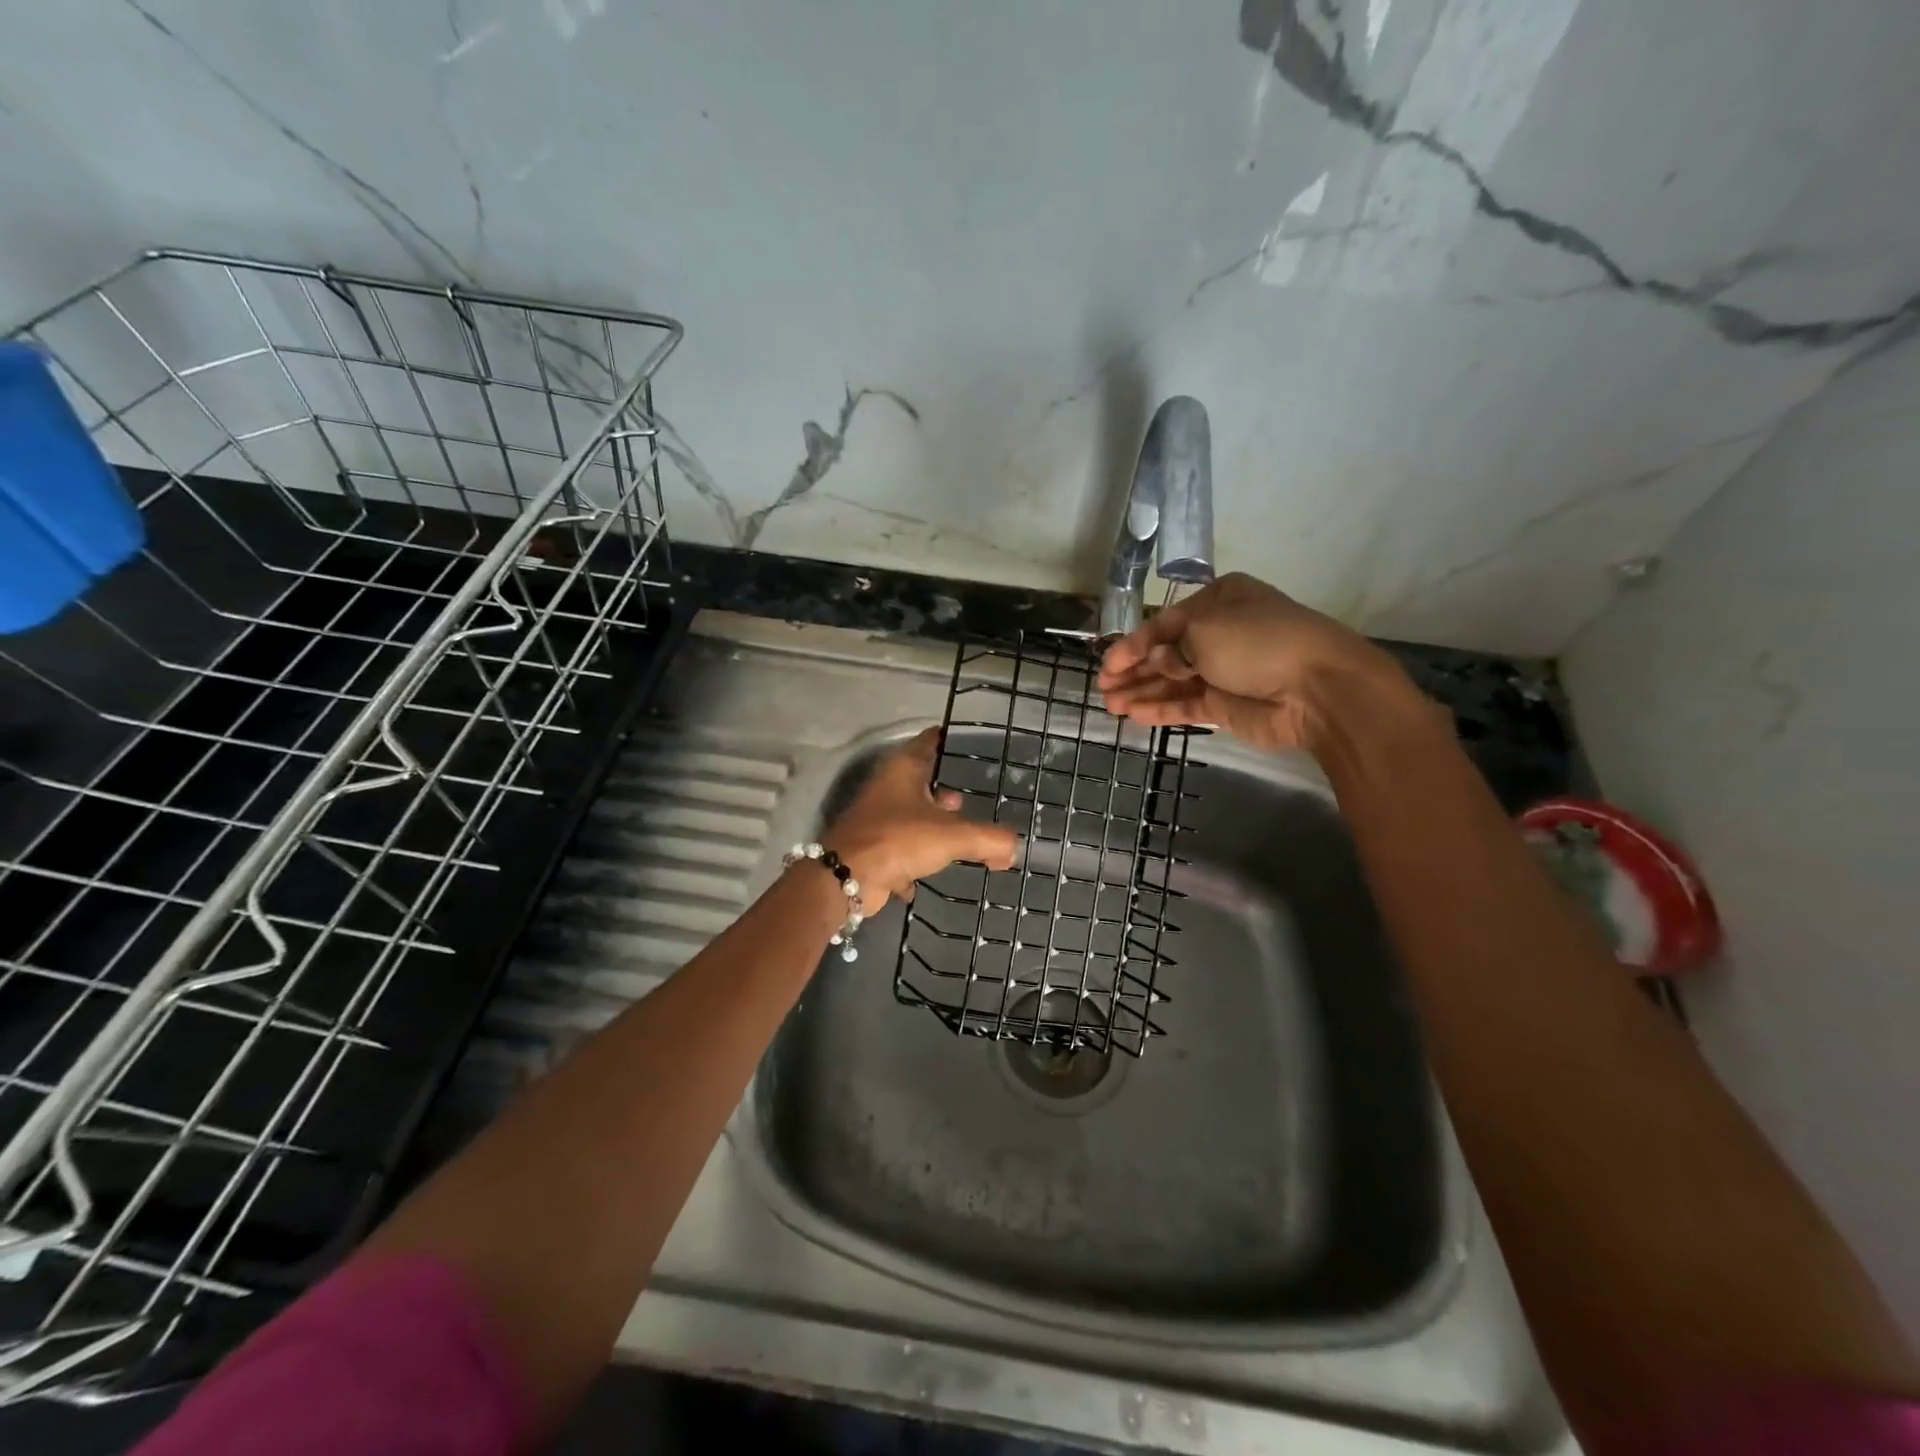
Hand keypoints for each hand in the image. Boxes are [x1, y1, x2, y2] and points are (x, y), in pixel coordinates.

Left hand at [823, 727, 1017, 910]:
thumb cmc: (899, 839)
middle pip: (920, 780)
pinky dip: (915, 859)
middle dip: (943, 790)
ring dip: (931, 824)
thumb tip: (1011, 848)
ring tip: (957, 836)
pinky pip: (901, 848)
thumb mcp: (952, 836)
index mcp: (904, 769)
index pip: (929, 741)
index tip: (968, 743)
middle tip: (969, 798)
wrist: (846, 877)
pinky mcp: (872, 848)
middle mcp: (888, 787)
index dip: (948, 740)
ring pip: (910, 815)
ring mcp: (877, 818)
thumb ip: (988, 839)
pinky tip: (931, 872)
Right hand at [1097, 573, 1419, 752]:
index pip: (1165, 623)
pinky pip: (1186, 704)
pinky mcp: (1227, 704)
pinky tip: (1133, 714)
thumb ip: (1169, 648)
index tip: (1108, 664)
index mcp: (1219, 601)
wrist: (1317, 688)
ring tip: (1110, 704)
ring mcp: (1224, 670)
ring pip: (1173, 681)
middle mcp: (1220, 632)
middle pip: (1166, 653)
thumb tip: (1159, 662)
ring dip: (1142, 691)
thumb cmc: (1258, 643)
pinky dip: (1161, 708)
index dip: (1133, 644)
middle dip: (1134, 670)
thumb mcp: (1204, 630)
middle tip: (1103, 687)